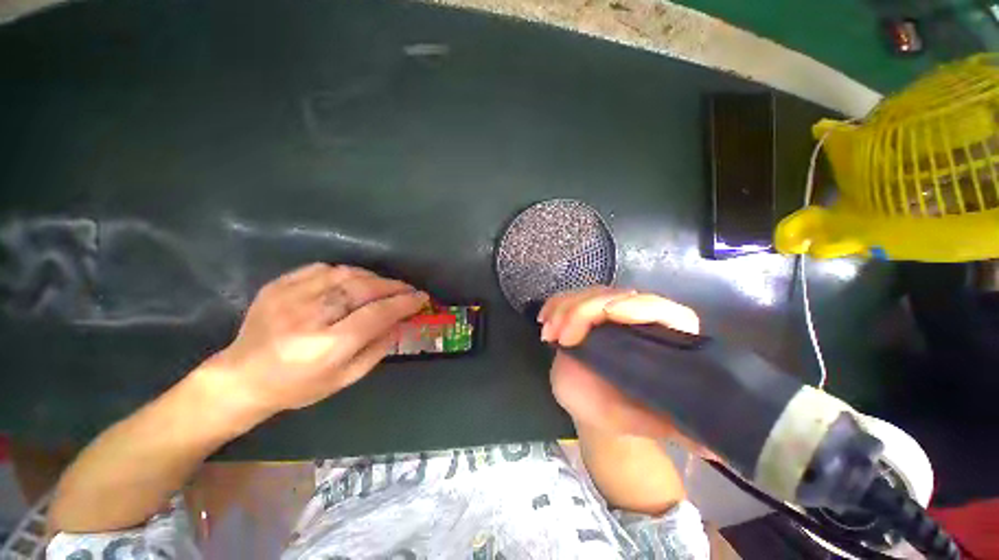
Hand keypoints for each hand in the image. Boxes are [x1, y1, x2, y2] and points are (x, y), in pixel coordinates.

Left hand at [206, 263, 427, 413]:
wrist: (241, 378)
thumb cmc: (298, 387)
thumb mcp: (346, 378)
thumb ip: (378, 348)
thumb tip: (402, 321)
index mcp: (326, 347)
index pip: (376, 314)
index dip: (404, 303)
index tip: (422, 298)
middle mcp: (308, 317)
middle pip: (362, 289)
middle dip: (393, 286)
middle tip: (408, 289)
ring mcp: (289, 297)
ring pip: (344, 274)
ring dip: (373, 277)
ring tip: (386, 285)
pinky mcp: (277, 286)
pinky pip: (322, 268)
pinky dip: (346, 271)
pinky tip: (355, 279)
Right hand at [540, 287, 700, 438]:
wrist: (594, 405)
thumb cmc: (620, 413)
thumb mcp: (645, 423)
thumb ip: (677, 431)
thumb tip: (717, 446)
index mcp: (664, 337)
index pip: (659, 309)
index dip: (635, 306)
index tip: (605, 314)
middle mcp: (638, 317)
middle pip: (614, 295)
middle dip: (583, 310)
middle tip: (560, 336)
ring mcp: (610, 311)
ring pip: (588, 293)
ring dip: (563, 307)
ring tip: (548, 334)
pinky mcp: (587, 312)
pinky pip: (570, 297)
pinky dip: (554, 305)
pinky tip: (544, 319)